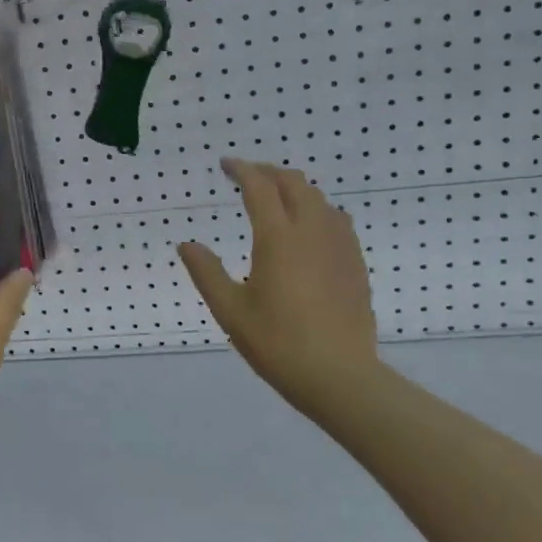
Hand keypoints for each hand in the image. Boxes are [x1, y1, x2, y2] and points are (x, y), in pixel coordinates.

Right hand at [178, 159, 378, 423]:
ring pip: (318, 198)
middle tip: (248, 176)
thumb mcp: (231, 311)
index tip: (226, 165)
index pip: (259, 188)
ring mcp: (339, 245)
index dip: (242, 170)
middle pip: (293, 183)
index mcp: (278, 238)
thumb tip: (186, 244)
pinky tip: (309, 226)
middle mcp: (311, 231)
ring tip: (276, 197)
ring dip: (294, 188)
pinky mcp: (355, 262)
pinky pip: (336, 219)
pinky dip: (316, 208)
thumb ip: (207, 272)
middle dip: (268, 172)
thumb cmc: (278, 344)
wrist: (340, 376)